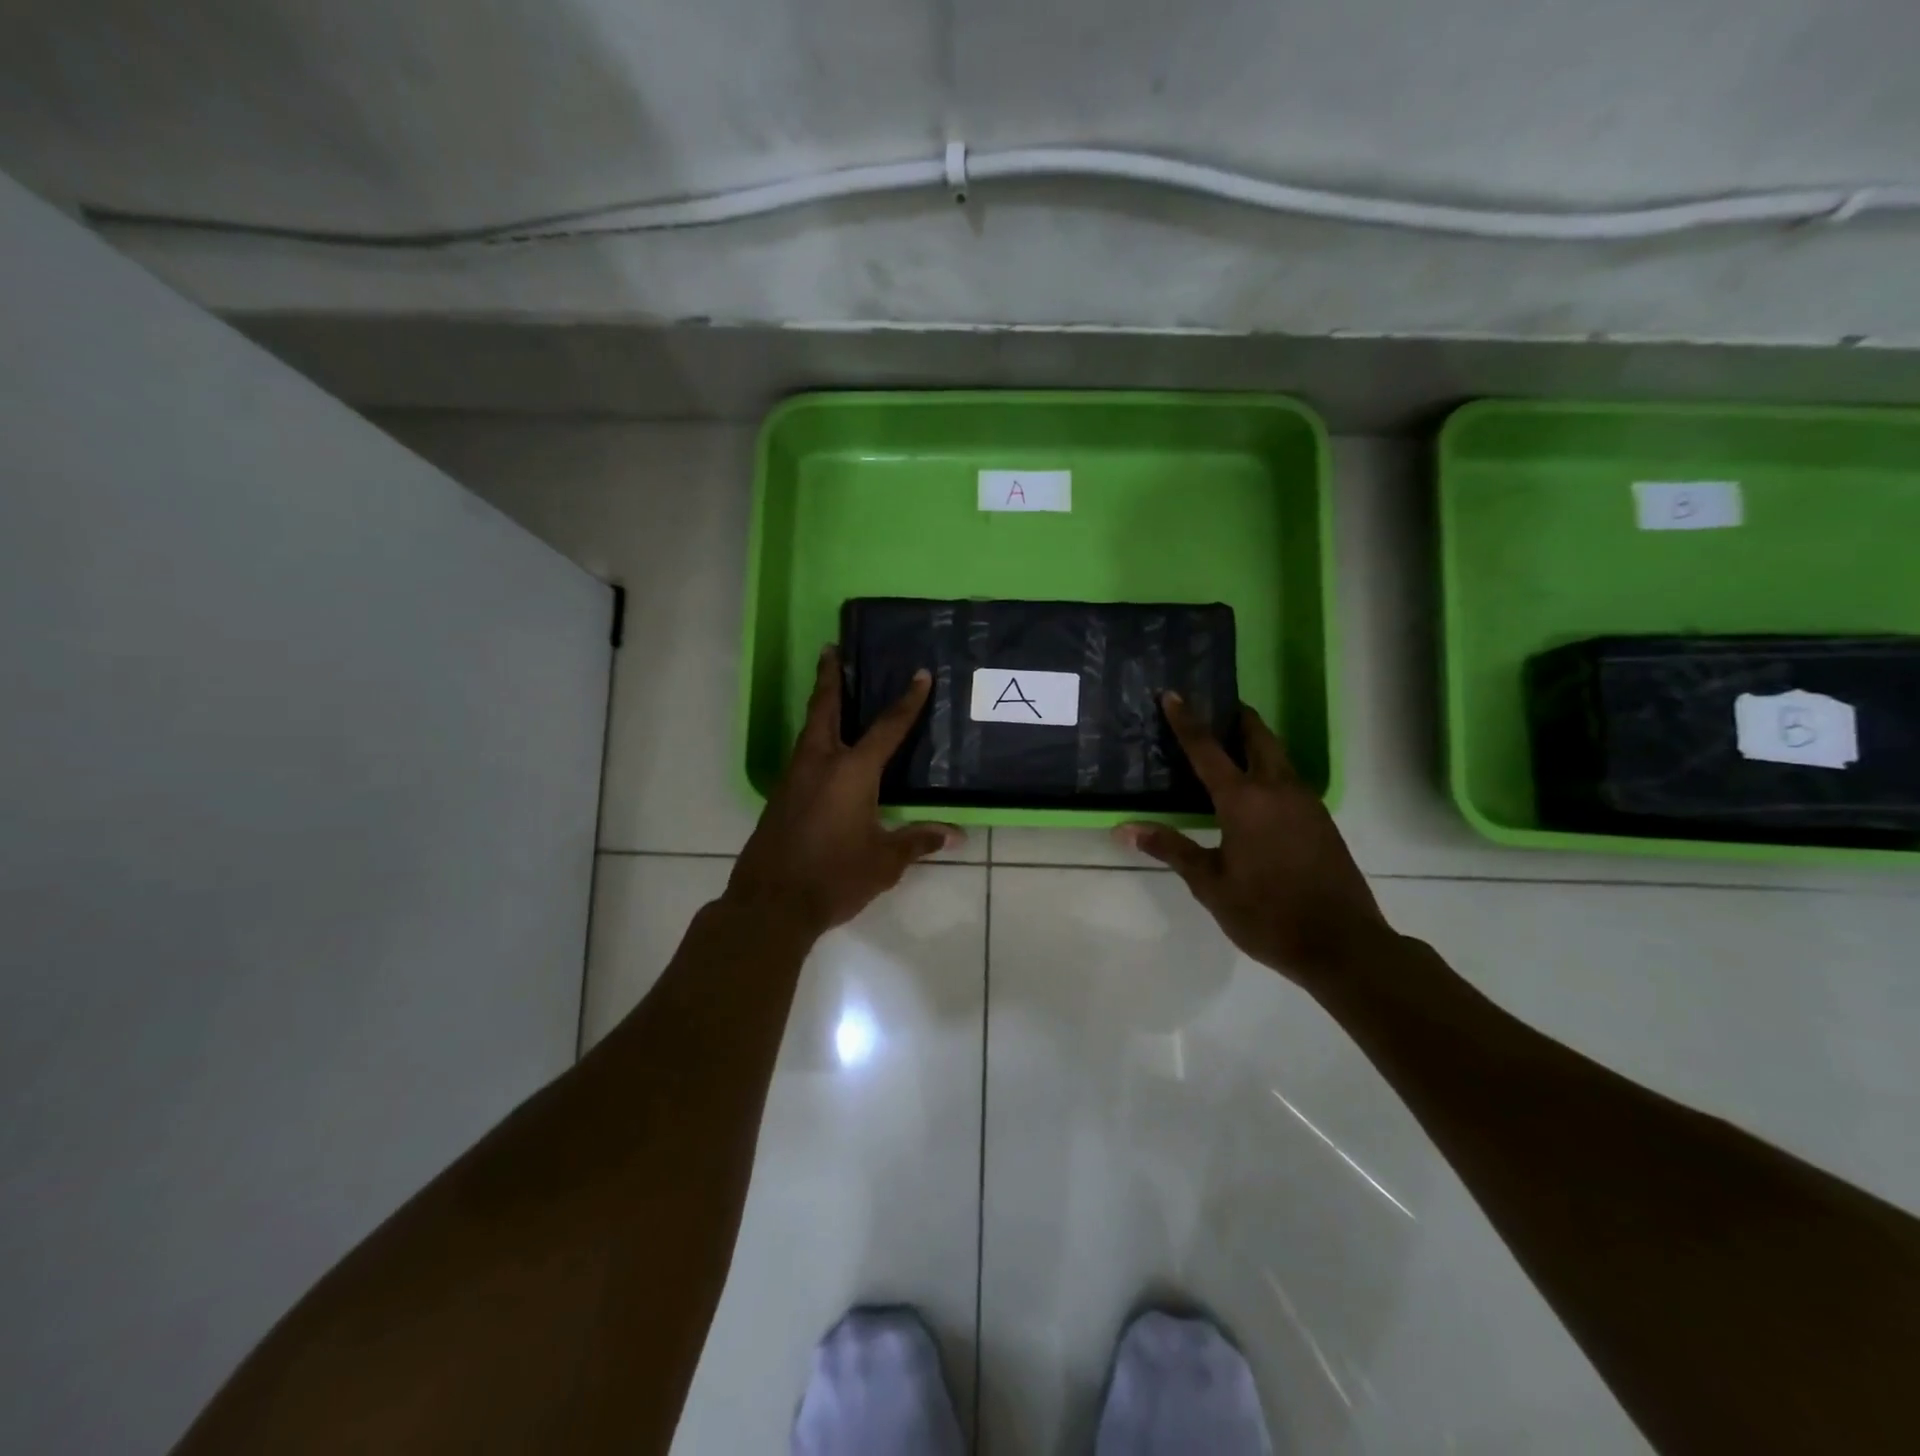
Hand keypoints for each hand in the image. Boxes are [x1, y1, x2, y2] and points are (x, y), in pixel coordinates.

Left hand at [726, 646, 962, 935]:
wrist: (770, 904)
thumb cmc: (834, 878)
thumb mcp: (884, 861)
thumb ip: (917, 841)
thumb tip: (954, 834)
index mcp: (852, 772)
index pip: (887, 728)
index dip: (907, 701)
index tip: (919, 674)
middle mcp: (819, 764)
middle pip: (824, 709)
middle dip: (829, 677)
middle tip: (831, 650)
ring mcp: (793, 779)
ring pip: (808, 731)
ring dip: (819, 707)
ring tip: (830, 693)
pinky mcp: (779, 797)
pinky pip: (801, 755)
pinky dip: (813, 739)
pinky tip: (822, 753)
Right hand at [1116, 694, 1390, 986]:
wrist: (1342, 944)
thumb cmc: (1267, 913)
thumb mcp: (1210, 884)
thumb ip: (1171, 849)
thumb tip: (1124, 829)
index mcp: (1245, 800)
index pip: (1207, 749)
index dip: (1187, 720)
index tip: (1173, 694)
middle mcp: (1278, 789)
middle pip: (1257, 736)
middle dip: (1236, 718)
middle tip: (1214, 708)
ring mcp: (1305, 803)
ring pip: (1278, 756)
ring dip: (1255, 741)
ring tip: (1229, 745)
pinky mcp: (1321, 820)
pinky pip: (1288, 779)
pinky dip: (1268, 768)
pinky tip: (1254, 791)